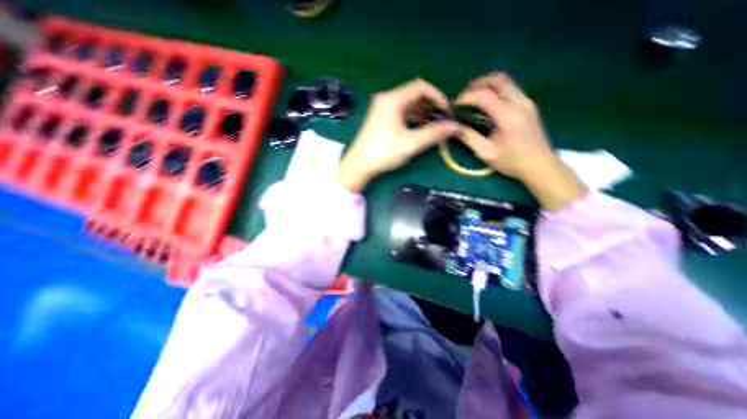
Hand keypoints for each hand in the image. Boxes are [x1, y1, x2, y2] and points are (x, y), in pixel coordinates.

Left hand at [339, 79, 461, 192]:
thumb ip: (434, 133)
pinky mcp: (380, 119)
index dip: (438, 96)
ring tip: (434, 125)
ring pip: (408, 104)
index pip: (421, 87)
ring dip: (422, 112)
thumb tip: (457, 127)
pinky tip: (419, 128)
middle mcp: (386, 99)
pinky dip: (413, 118)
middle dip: (431, 105)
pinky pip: (401, 112)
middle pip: (414, 94)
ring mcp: (382, 109)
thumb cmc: (384, 152)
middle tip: (442, 120)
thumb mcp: (411, 143)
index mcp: (393, 99)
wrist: (359, 165)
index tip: (447, 112)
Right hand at [455, 73, 582, 211]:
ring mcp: (526, 102)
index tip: (455, 106)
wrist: (540, 166)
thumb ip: (469, 138)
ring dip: (487, 85)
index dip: (466, 97)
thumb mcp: (486, 153)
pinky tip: (487, 103)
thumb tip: (453, 127)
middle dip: (477, 84)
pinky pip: (511, 89)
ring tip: (473, 97)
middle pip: (498, 79)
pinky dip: (496, 90)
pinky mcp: (529, 105)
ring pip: (506, 81)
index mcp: (507, 115)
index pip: (484, 95)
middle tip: (463, 96)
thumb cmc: (512, 162)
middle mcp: (519, 102)